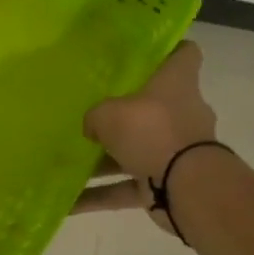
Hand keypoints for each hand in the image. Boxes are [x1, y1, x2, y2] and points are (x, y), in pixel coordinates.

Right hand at [84, 42, 216, 229]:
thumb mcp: (108, 114)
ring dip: (104, 160)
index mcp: (175, 84)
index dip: (168, 49)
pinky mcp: (165, 183)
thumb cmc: (151, 131)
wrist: (186, 187)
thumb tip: (92, 127)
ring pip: (135, 150)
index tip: (142, 52)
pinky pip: (125, 188)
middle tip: (91, 111)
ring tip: (68, 163)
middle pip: (153, 106)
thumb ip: (95, 116)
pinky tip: (67, 204)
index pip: (183, 55)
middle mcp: (180, 114)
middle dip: (124, 113)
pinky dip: (99, 196)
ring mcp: (175, 151)